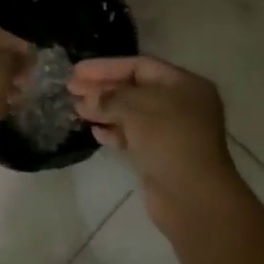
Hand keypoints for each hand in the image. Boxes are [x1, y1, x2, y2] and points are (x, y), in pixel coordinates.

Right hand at [69, 55, 248, 236]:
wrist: (192, 197)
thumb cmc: (169, 140)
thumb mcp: (137, 108)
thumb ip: (110, 97)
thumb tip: (89, 98)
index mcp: (185, 85)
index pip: (140, 66)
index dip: (107, 67)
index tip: (77, 71)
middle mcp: (181, 105)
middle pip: (135, 89)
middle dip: (103, 89)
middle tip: (71, 89)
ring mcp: (171, 133)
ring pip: (132, 115)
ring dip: (104, 111)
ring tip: (77, 110)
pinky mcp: (161, 157)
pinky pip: (133, 137)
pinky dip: (114, 133)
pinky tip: (95, 132)